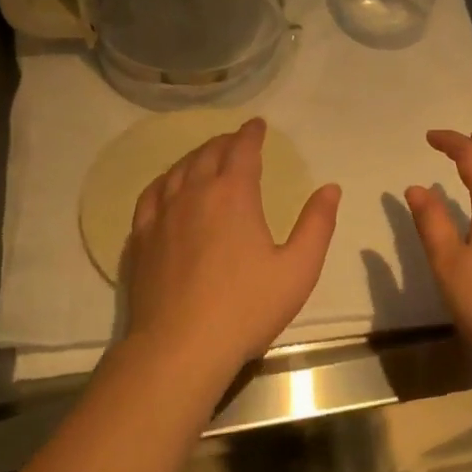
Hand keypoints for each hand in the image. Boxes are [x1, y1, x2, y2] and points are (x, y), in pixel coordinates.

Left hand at [122, 118, 341, 388]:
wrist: (181, 346)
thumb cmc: (246, 308)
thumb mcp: (298, 269)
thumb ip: (317, 224)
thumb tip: (330, 188)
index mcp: (234, 194)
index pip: (243, 150)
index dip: (252, 133)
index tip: (258, 125)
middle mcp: (194, 193)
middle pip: (208, 154)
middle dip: (225, 142)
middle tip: (236, 140)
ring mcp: (162, 214)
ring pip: (178, 170)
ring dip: (196, 157)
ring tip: (206, 156)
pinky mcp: (141, 238)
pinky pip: (151, 195)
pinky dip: (164, 181)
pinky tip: (167, 186)